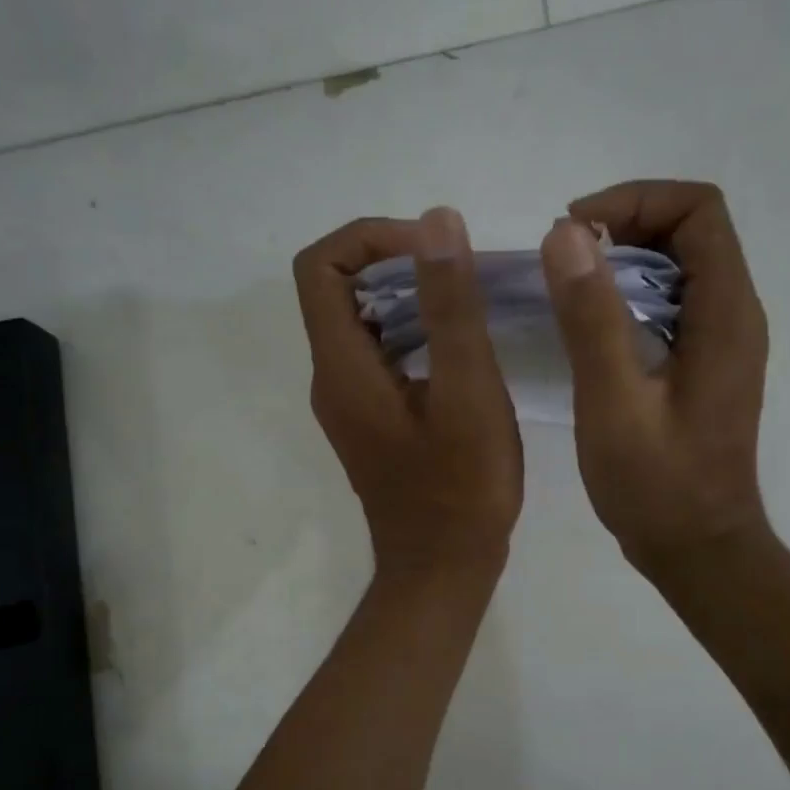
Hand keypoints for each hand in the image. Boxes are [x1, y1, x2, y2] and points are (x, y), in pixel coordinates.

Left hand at [294, 208, 522, 582]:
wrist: (443, 569)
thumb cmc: (462, 489)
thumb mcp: (468, 391)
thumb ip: (450, 305)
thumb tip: (436, 220)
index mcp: (342, 367)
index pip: (321, 267)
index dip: (371, 239)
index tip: (431, 248)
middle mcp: (331, 379)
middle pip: (338, 290)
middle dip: (395, 263)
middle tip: (458, 274)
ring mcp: (348, 402)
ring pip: (362, 322)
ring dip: (407, 298)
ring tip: (467, 304)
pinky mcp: (370, 420)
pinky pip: (378, 354)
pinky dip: (412, 333)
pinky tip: (460, 348)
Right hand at [539, 180, 770, 579]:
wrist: (696, 549)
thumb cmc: (656, 485)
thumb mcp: (613, 402)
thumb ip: (591, 318)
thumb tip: (566, 233)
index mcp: (725, 314)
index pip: (699, 211)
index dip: (635, 201)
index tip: (574, 230)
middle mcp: (735, 316)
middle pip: (691, 231)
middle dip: (625, 224)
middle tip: (562, 256)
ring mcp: (721, 342)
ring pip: (679, 267)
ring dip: (623, 260)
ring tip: (567, 285)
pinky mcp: (703, 366)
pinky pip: (670, 304)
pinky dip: (628, 295)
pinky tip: (589, 325)